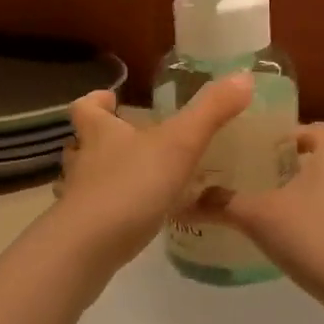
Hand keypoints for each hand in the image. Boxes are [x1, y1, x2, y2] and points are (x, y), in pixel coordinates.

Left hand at [55, 74, 253, 268]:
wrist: (90, 246)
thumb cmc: (132, 185)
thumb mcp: (179, 144)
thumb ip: (211, 112)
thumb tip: (243, 76)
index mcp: (100, 134)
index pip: (85, 108)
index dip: (97, 101)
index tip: (111, 98)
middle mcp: (84, 162)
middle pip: (81, 144)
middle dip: (102, 141)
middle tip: (132, 142)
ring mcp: (80, 198)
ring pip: (88, 180)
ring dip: (107, 177)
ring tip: (139, 180)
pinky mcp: (84, 230)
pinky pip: (99, 214)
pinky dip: (116, 211)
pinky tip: (141, 219)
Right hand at [190, 123, 323, 304]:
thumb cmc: (314, 238)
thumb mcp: (259, 218)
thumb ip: (222, 204)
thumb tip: (184, 199)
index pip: (310, 129)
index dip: (282, 139)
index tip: (258, 157)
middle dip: (299, 168)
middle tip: (267, 186)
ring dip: (322, 193)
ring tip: (290, 214)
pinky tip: (319, 241)